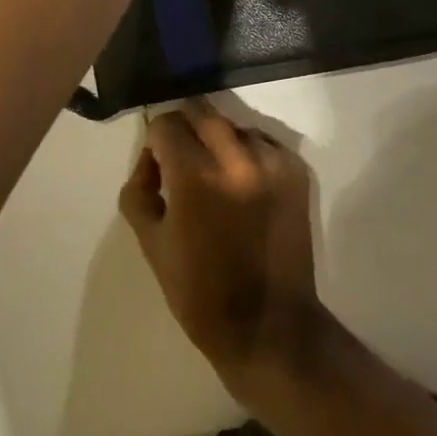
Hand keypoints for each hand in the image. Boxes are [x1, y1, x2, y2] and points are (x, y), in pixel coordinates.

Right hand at [119, 98, 328, 397]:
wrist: (268, 324)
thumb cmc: (200, 292)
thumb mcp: (151, 244)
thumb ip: (139, 189)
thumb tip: (151, 157)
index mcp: (196, 176)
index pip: (167, 123)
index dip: (156, 141)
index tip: (158, 165)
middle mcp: (237, 157)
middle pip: (203, 112)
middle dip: (186, 129)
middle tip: (183, 159)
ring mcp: (273, 160)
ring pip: (234, 125)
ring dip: (219, 140)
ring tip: (218, 178)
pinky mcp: (297, 170)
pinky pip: (264, 142)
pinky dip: (249, 154)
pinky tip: (246, 187)